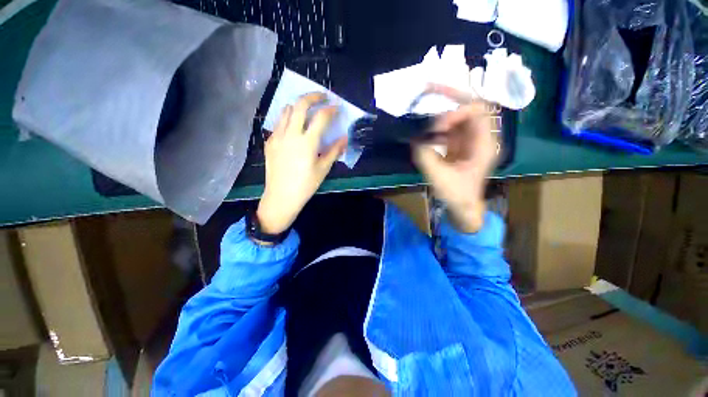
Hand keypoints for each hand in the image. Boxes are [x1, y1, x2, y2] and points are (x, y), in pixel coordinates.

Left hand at [256, 93, 346, 234]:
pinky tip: (294, 130)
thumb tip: (345, 138)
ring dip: (298, 106)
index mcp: (307, 142)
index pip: (321, 117)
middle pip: (300, 105)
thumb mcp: (323, 168)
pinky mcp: (269, 142)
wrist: (281, 196)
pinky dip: (288, 120)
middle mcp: (291, 134)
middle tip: (322, 97)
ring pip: (286, 110)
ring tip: (307, 111)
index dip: (331, 109)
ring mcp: (277, 136)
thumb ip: (334, 150)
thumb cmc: (306, 185)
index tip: (337, 108)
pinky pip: (279, 124)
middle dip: (313, 96)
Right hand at [413, 84, 498, 232]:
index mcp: (484, 144)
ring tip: (426, 107)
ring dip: (443, 110)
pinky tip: (428, 130)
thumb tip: (418, 138)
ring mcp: (470, 139)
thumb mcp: (439, 177)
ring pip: (459, 114)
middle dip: (450, 95)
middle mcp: (480, 137)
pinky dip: (438, 124)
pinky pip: (451, 126)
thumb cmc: (456, 195)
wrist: (463, 206)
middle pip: (470, 105)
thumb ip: (427, 156)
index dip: (457, 111)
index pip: (478, 111)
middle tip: (428, 87)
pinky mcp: (460, 144)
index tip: (437, 126)